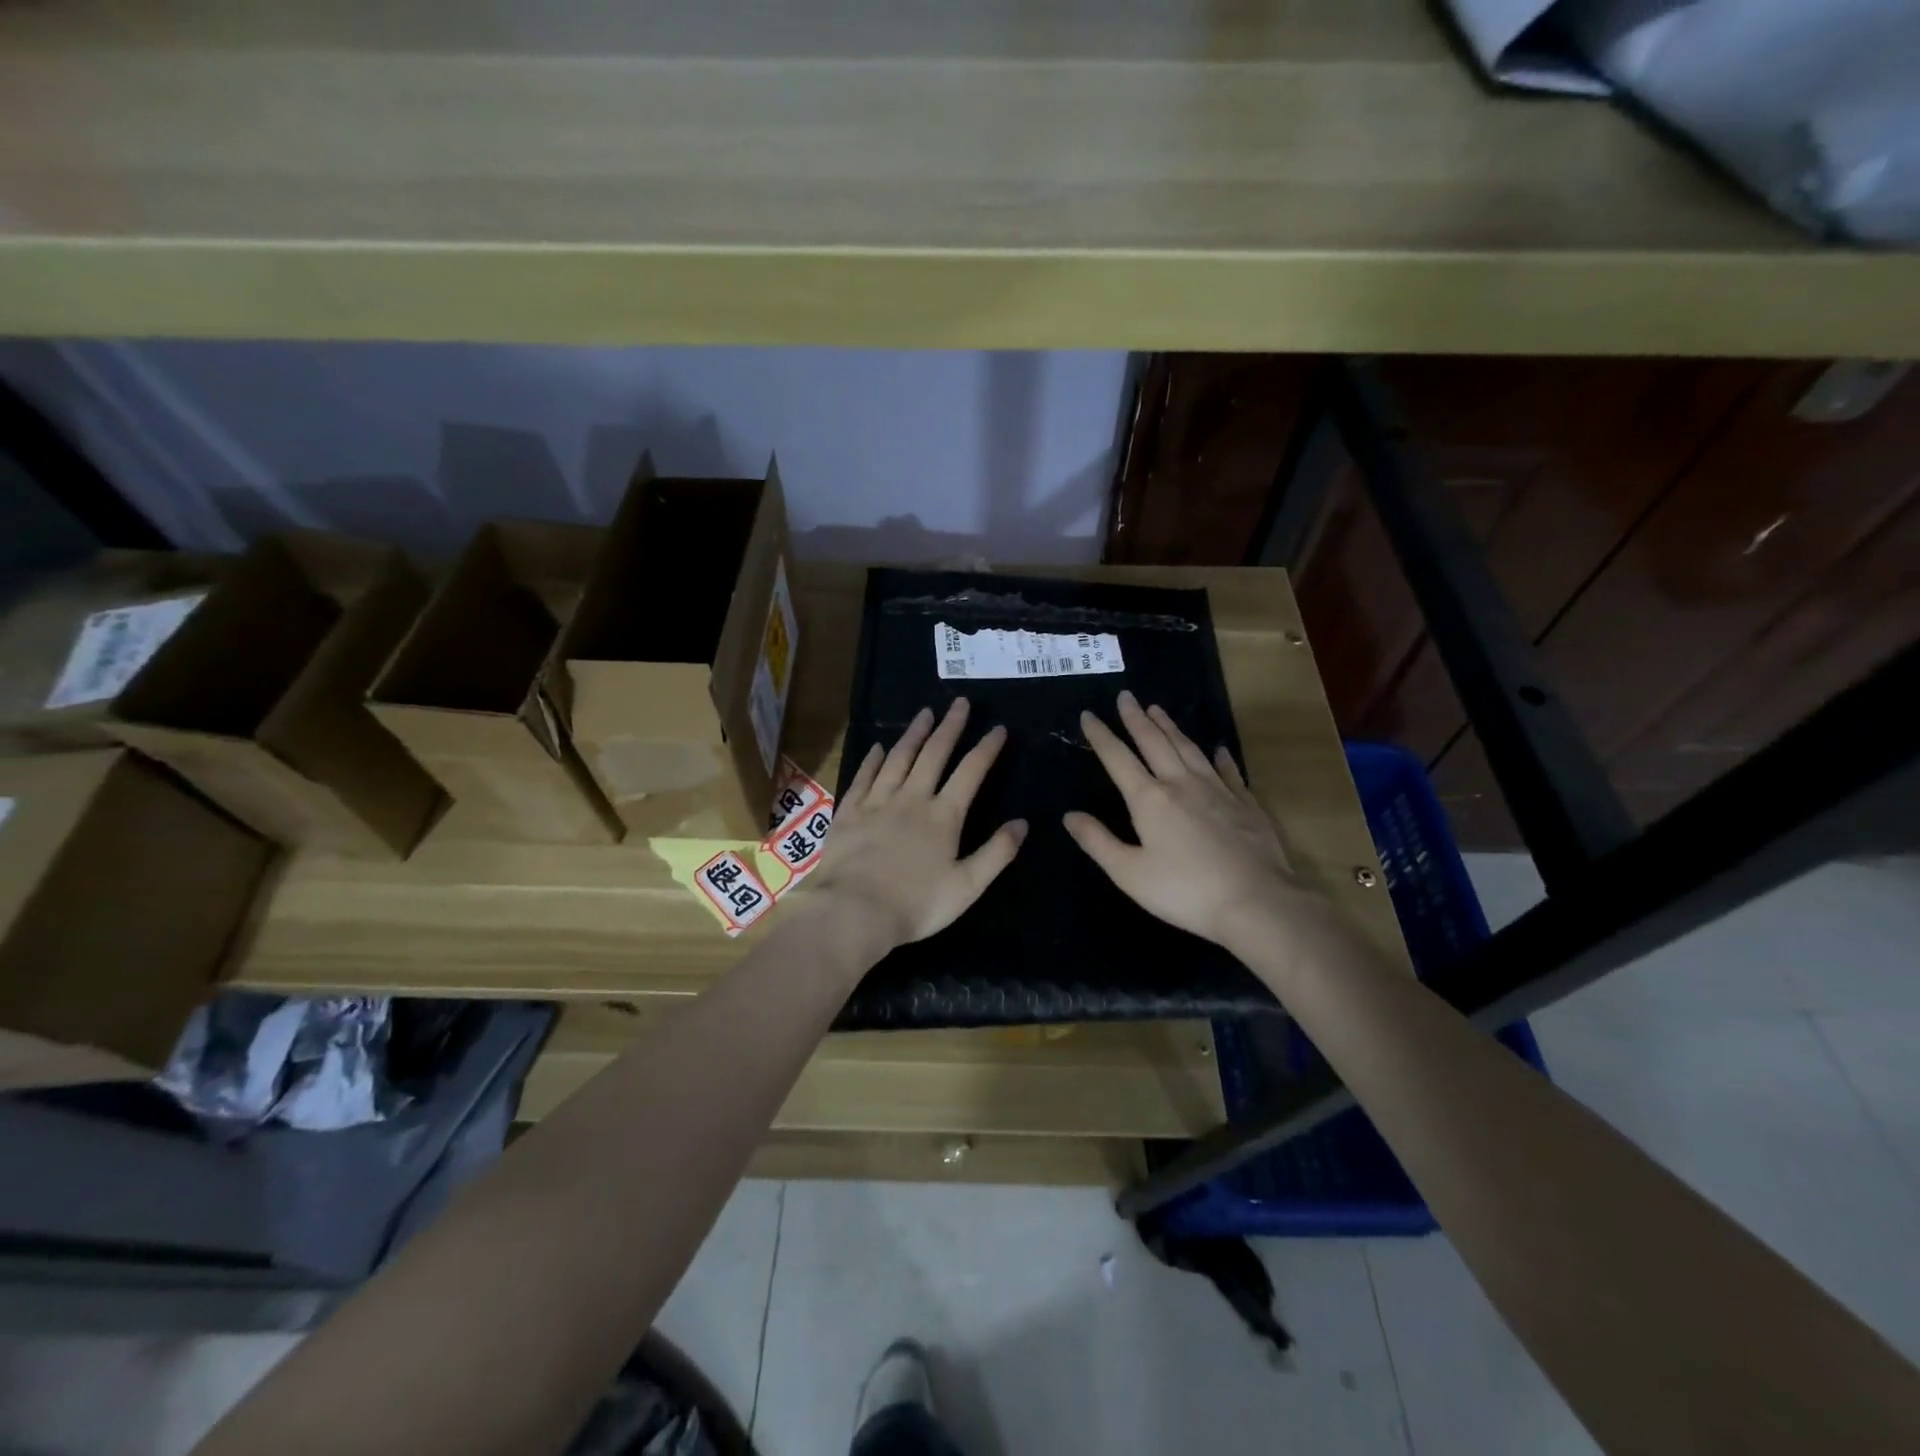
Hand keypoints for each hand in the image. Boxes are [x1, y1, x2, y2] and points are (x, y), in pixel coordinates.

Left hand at [810, 698, 1026, 952]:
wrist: (853, 912)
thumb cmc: (915, 905)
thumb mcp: (967, 886)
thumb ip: (997, 853)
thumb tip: (1022, 823)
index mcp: (944, 816)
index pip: (971, 772)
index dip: (986, 748)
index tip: (998, 728)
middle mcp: (912, 798)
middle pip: (934, 754)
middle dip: (950, 727)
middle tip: (960, 703)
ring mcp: (877, 802)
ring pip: (899, 758)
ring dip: (914, 734)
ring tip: (925, 713)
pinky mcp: (849, 811)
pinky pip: (864, 776)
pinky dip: (874, 759)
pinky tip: (879, 748)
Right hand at [1064, 691, 1298, 951]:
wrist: (1255, 901)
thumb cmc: (1184, 891)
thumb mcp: (1129, 873)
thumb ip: (1097, 841)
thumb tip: (1069, 815)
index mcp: (1149, 799)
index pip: (1118, 758)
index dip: (1101, 735)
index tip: (1088, 715)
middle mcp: (1181, 784)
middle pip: (1154, 742)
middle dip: (1136, 718)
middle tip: (1126, 696)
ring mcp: (1217, 790)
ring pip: (1189, 748)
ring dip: (1171, 727)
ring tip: (1158, 709)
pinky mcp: (1245, 803)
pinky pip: (1228, 770)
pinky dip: (1220, 757)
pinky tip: (1218, 748)